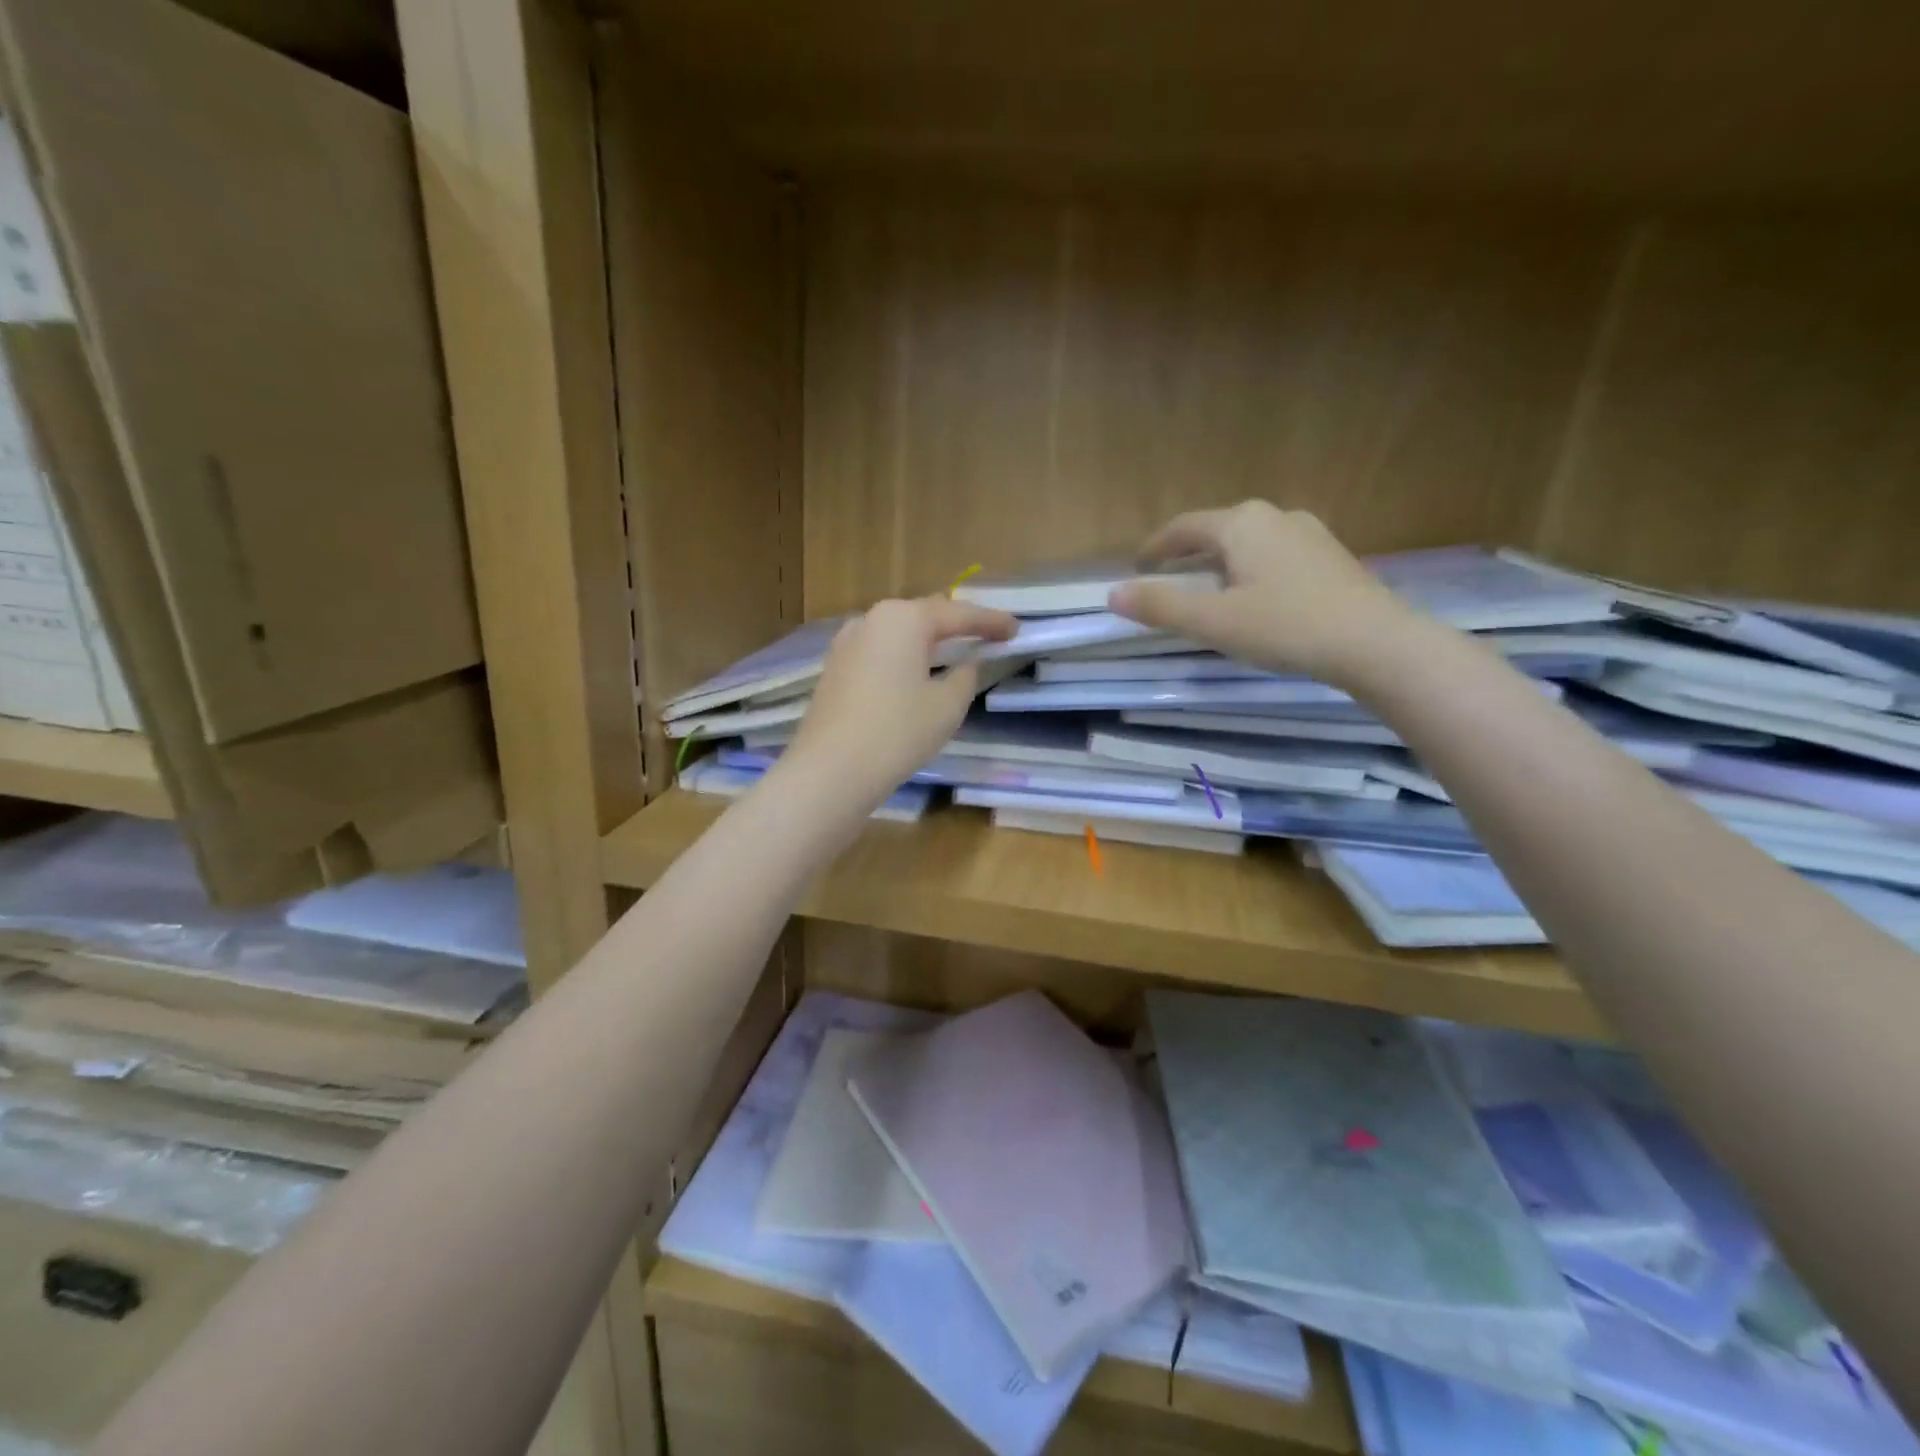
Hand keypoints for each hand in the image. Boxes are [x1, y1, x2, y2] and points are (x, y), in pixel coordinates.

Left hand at [781, 596, 1017, 809]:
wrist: (830, 771)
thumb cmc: (897, 733)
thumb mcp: (947, 706)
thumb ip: (965, 677)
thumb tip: (965, 664)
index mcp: (904, 619)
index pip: (958, 614)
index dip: (990, 621)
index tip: (1015, 629)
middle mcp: (871, 620)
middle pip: (924, 615)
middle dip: (956, 624)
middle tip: (986, 636)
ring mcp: (846, 643)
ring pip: (898, 633)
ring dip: (926, 640)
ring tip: (952, 651)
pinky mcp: (834, 669)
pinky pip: (879, 652)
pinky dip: (902, 657)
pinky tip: (914, 672)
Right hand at [1109, 501, 1421, 684]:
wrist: (1375, 643)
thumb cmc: (1286, 627)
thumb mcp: (1214, 621)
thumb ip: (1161, 606)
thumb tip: (1112, 594)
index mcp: (1241, 524)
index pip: (1183, 527)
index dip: (1154, 548)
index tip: (1136, 568)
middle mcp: (1275, 516)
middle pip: (1216, 530)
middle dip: (1187, 553)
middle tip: (1167, 579)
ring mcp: (1308, 533)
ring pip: (1248, 542)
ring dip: (1220, 562)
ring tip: (1207, 590)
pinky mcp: (1330, 556)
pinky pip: (1274, 555)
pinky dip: (1249, 570)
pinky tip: (1254, 598)